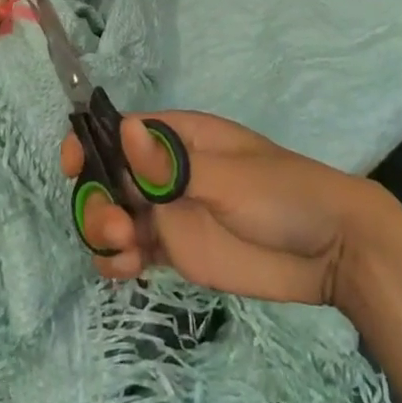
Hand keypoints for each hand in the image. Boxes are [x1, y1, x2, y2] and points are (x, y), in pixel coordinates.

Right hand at [61, 111, 386, 307]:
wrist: (329, 250)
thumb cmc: (281, 194)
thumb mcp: (228, 176)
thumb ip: (173, 165)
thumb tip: (123, 130)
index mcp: (178, 136)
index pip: (120, 131)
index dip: (91, 142)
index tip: (72, 164)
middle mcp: (165, 170)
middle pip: (108, 177)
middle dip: (96, 197)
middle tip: (117, 228)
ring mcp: (169, 211)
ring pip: (113, 214)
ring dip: (103, 231)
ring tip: (125, 253)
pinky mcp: (176, 251)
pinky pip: (131, 252)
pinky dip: (117, 260)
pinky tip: (126, 272)